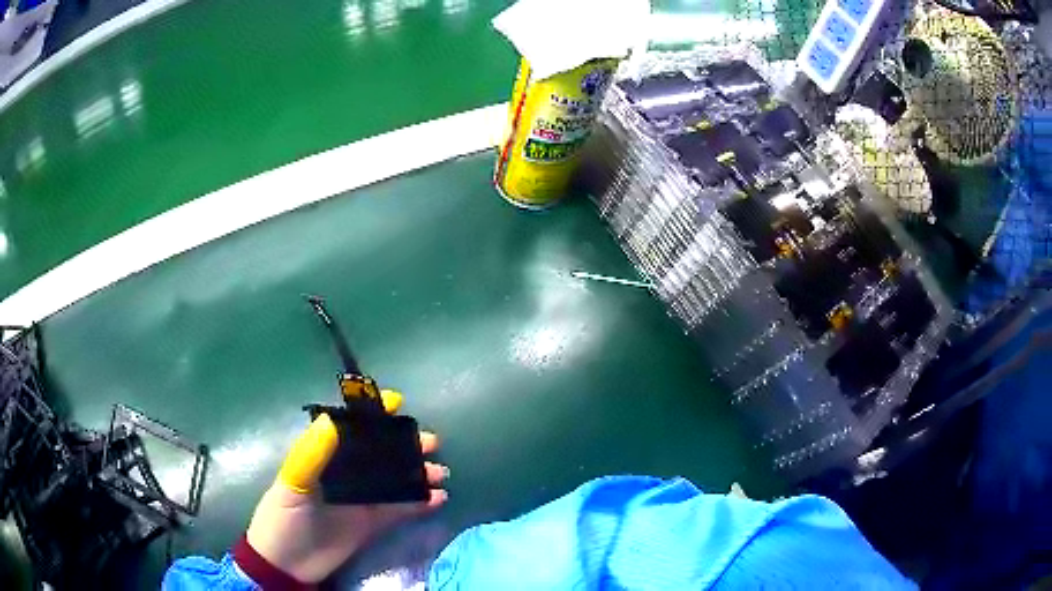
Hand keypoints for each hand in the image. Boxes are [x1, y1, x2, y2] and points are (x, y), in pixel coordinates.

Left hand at [245, 393, 447, 583]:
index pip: (351, 429)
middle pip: (381, 452)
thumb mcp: (292, 484)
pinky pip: (401, 508)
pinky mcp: (374, 522)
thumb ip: (312, 455)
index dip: (373, 414)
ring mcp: (362, 498)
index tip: (398, 403)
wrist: (288, 564)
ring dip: (419, 473)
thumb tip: (331, 420)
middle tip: (432, 443)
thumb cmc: (283, 517)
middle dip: (407, 444)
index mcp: (325, 457)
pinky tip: (438, 499)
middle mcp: (347, 473)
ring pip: (396, 479)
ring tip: (440, 473)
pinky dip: (420, 503)